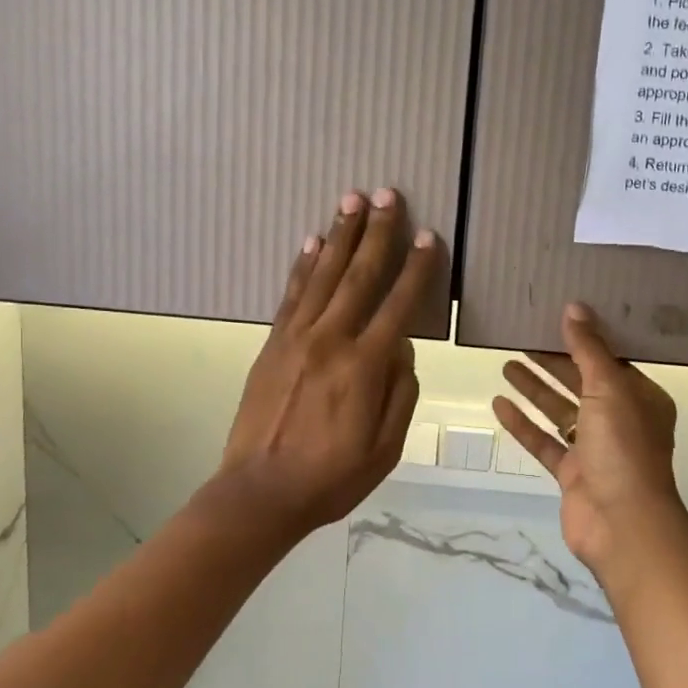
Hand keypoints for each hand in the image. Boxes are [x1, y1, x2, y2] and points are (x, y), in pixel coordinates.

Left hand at [216, 188, 439, 543]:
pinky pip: (291, 295)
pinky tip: (312, 242)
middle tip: (387, 194)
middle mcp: (330, 340)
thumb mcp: (386, 447)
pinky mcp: (272, 344)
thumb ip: (400, 392)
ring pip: (323, 275)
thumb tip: (401, 349)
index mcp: (364, 366)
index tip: (428, 236)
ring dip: (339, 235)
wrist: (260, 493)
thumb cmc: (332, 477)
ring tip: (351, 200)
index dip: (416, 268)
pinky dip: (303, 266)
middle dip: (376, 232)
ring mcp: (296, 338)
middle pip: (359, 275)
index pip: (398, 304)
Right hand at [493, 304, 684, 584]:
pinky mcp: (572, 473)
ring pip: (560, 411)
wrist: (622, 524)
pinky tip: (499, 404)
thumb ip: (589, 349)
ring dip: (535, 389)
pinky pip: (544, 441)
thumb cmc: (624, 448)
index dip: (584, 339)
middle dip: (553, 362)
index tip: (556, 317)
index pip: (611, 360)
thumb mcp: (609, 389)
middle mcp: (621, 420)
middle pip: (581, 382)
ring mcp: (595, 449)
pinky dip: (524, 424)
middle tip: (521, 337)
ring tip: (506, 363)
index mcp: (641, 398)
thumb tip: (575, 307)